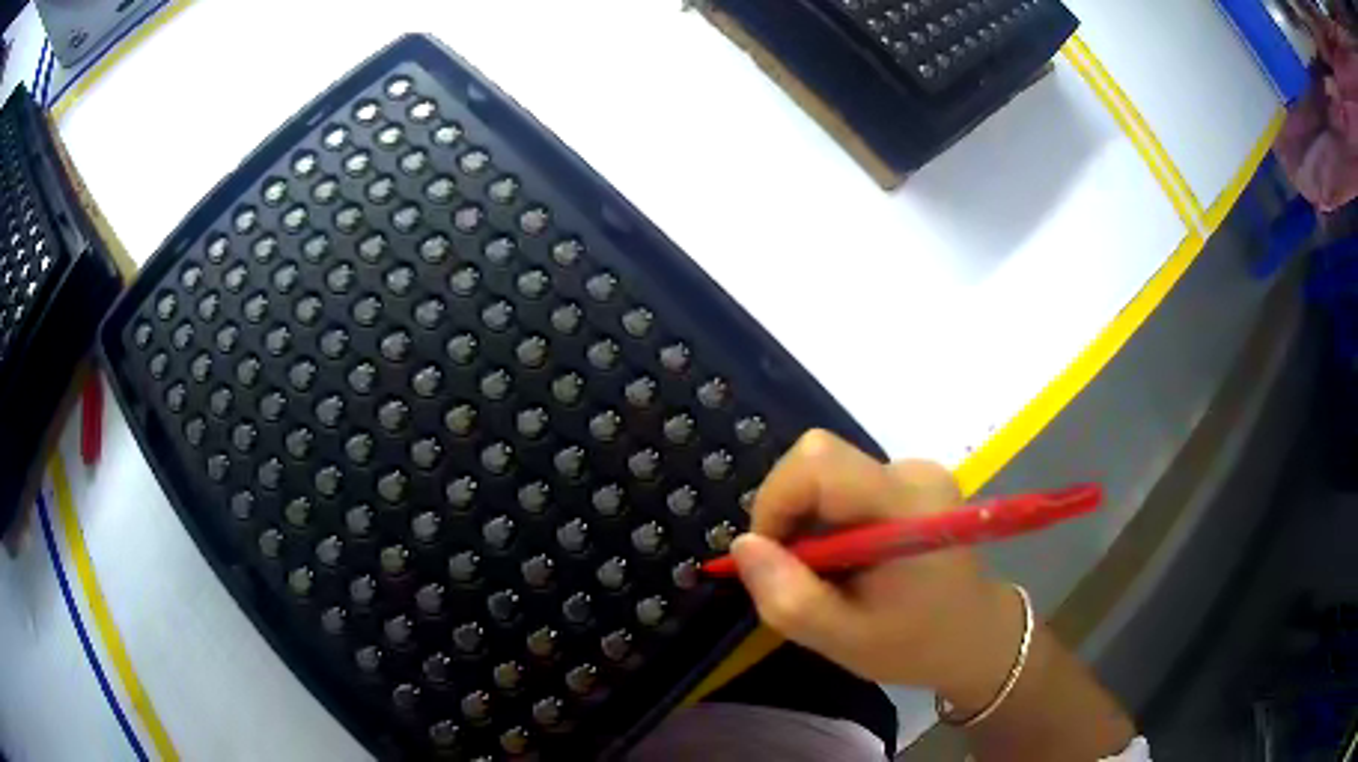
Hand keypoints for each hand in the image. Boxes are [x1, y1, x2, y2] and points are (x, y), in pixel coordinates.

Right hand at [730, 430, 1024, 709]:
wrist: (976, 636)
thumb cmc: (916, 644)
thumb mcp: (843, 639)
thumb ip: (788, 597)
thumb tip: (742, 545)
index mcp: (905, 506)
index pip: (818, 461)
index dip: (776, 500)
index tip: (771, 555)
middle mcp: (913, 472)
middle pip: (819, 462)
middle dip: (790, 515)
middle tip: (798, 573)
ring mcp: (916, 472)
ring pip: (828, 474)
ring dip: (809, 523)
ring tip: (831, 576)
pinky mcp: (912, 481)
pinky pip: (846, 484)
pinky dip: (829, 521)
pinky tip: (849, 561)